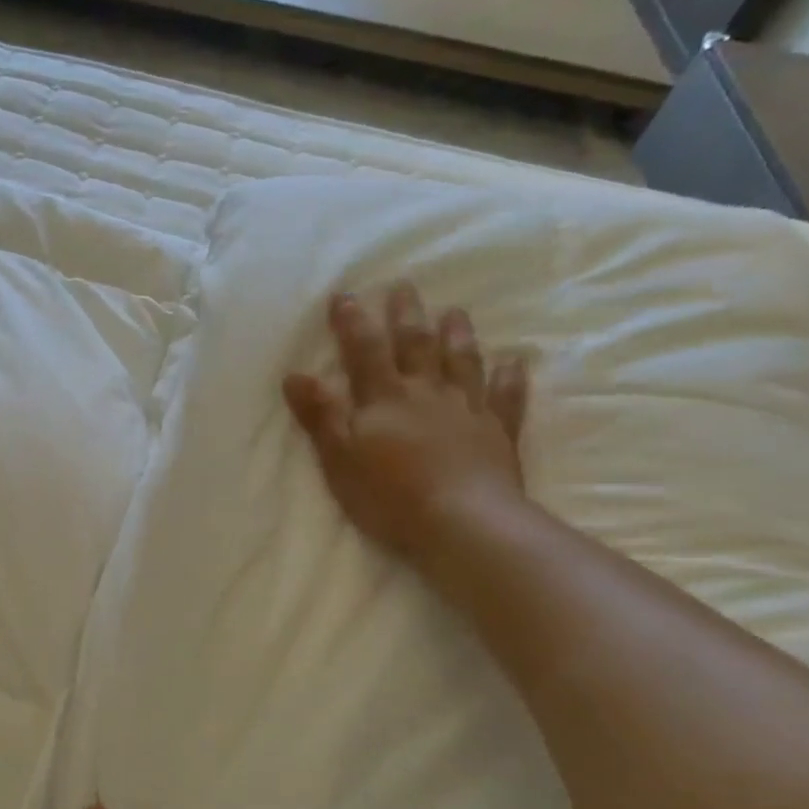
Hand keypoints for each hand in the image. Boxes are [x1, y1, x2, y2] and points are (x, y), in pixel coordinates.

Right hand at [283, 286, 528, 561]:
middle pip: (416, 346)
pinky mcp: (497, 434)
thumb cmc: (389, 494)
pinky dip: (509, 379)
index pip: (364, 351)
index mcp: (385, 398)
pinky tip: (514, 363)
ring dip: (457, 335)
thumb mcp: (340, 457)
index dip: (352, 322)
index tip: (344, 295)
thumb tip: (295, 375)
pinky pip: (505, 399)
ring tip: (455, 311)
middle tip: (404, 287)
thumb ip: (320, 415)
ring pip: (462, 363)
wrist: (461, 521)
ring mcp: (467, 410)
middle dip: (406, 315)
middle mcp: (426, 393)